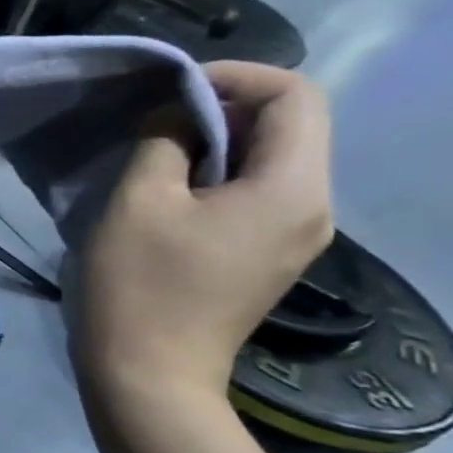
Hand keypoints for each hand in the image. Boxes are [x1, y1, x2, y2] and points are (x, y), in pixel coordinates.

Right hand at [73, 61, 333, 401]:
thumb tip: (178, 115)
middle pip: (293, 125)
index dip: (236, 76)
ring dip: (221, 140)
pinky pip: (260, 192)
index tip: (172, 89)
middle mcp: (313, 207)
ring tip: (159, 150)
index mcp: (292, 188)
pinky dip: (221, 173)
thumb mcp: (139, 200)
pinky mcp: (269, 256)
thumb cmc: (138, 285)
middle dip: (227, 106)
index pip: (296, 95)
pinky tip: (173, 190)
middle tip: (158, 116)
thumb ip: (164, 140)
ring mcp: (296, 236)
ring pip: (275, 158)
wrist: (149, 376)